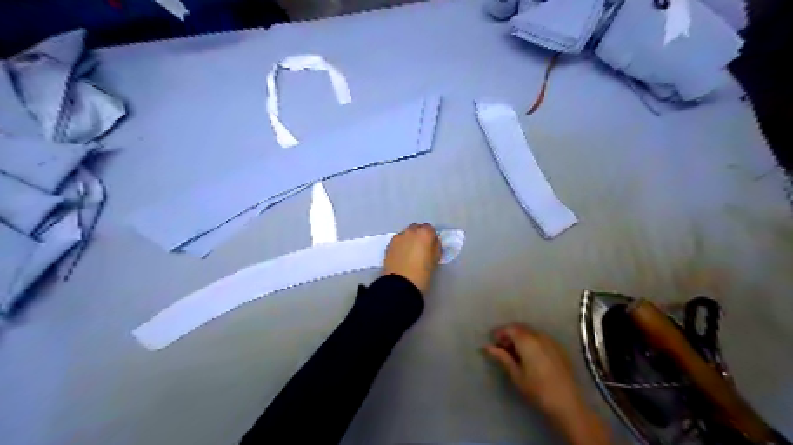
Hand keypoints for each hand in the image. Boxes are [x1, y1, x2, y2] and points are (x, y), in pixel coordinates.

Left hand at [386, 222, 442, 295]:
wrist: (400, 284)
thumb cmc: (422, 273)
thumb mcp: (435, 260)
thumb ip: (435, 247)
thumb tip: (432, 243)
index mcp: (425, 233)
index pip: (430, 228)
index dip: (431, 237)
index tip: (431, 245)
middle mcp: (411, 231)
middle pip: (416, 228)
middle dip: (419, 235)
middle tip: (421, 248)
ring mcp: (398, 237)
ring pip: (406, 234)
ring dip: (409, 239)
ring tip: (410, 252)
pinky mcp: (389, 245)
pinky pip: (398, 241)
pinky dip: (401, 245)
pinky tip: (402, 255)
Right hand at [484, 323, 612, 444]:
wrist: (567, 403)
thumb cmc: (537, 390)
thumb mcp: (516, 375)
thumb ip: (502, 357)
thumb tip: (486, 347)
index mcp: (527, 341)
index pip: (510, 328)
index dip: (499, 332)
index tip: (493, 342)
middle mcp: (539, 336)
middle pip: (520, 328)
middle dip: (509, 334)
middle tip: (502, 347)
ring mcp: (551, 341)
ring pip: (531, 332)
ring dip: (520, 337)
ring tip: (514, 352)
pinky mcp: (559, 348)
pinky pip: (541, 338)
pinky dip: (531, 341)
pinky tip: (530, 355)